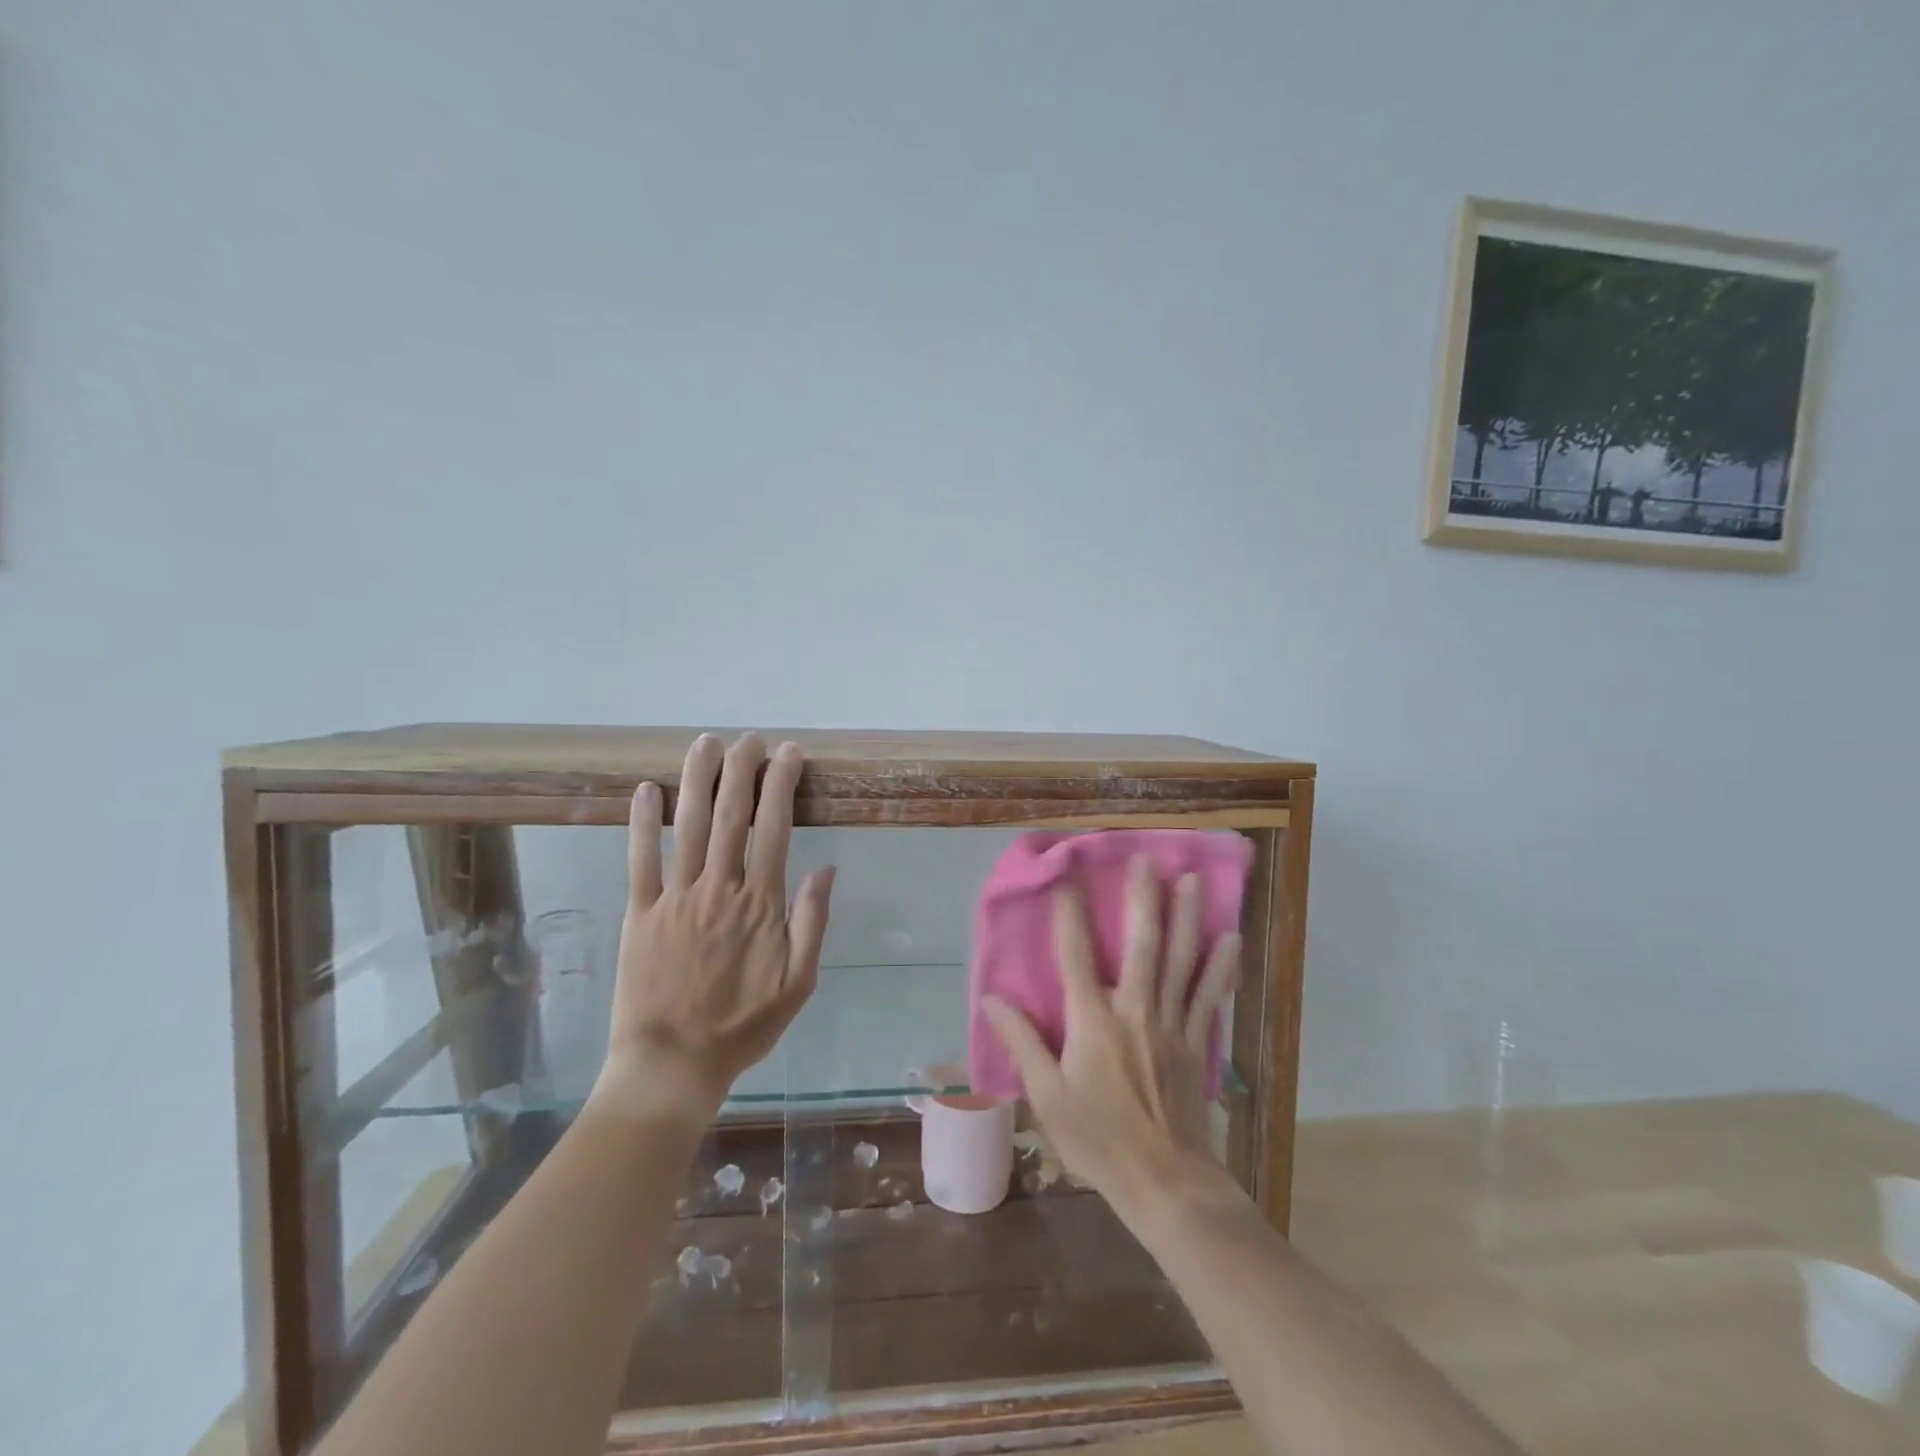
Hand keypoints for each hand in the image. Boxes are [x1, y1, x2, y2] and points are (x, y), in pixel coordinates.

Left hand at [593, 733, 833, 1119]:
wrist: (673, 1065)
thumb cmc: (743, 1026)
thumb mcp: (799, 983)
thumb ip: (813, 923)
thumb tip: (827, 868)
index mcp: (760, 904)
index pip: (774, 829)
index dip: (781, 785)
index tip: (789, 753)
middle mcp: (719, 889)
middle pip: (731, 816)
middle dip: (742, 770)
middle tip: (749, 738)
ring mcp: (675, 898)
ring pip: (687, 827)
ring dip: (698, 781)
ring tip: (705, 744)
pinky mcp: (639, 913)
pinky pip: (639, 860)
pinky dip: (641, 823)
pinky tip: (646, 790)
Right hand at [984, 857, 1240, 1213]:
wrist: (1165, 1182)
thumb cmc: (1098, 1139)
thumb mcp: (1047, 1096)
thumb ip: (1022, 1042)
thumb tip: (990, 998)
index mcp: (1092, 1020)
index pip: (1074, 952)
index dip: (1069, 909)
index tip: (1066, 872)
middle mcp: (1134, 1009)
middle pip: (1140, 944)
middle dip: (1143, 899)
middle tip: (1147, 860)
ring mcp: (1170, 1023)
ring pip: (1181, 960)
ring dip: (1187, 918)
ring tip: (1192, 880)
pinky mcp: (1195, 1042)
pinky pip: (1209, 996)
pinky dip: (1221, 966)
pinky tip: (1233, 939)